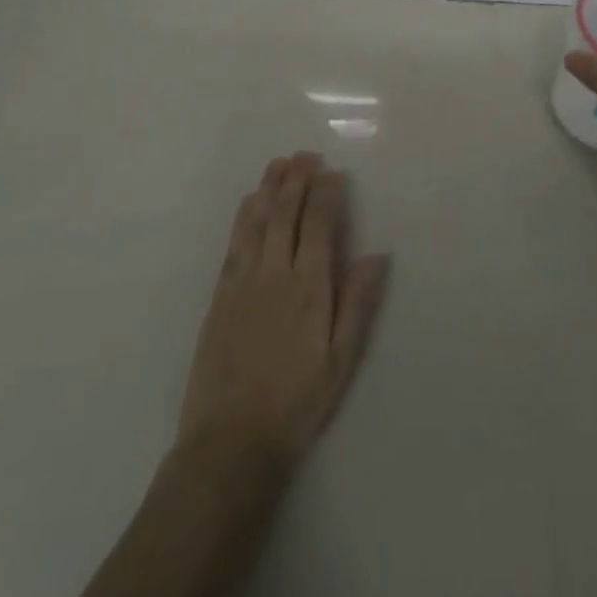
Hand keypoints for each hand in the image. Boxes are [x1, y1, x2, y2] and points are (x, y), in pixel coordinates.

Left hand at [177, 152, 389, 465]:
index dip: (326, 194)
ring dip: (268, 189)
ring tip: (278, 164)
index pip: (318, 225)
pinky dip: (244, 217)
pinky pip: (234, 243)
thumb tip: (376, 255)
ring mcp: (242, 283)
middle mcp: (273, 274)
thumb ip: (357, 303)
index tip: (333, 172)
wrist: (230, 441)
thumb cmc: (297, 402)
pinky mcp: (220, 296)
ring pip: (256, 222)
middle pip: (285, 214)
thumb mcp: (341, 360)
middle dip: (296, 180)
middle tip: (305, 155)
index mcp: (308, 287)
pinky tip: (249, 204)